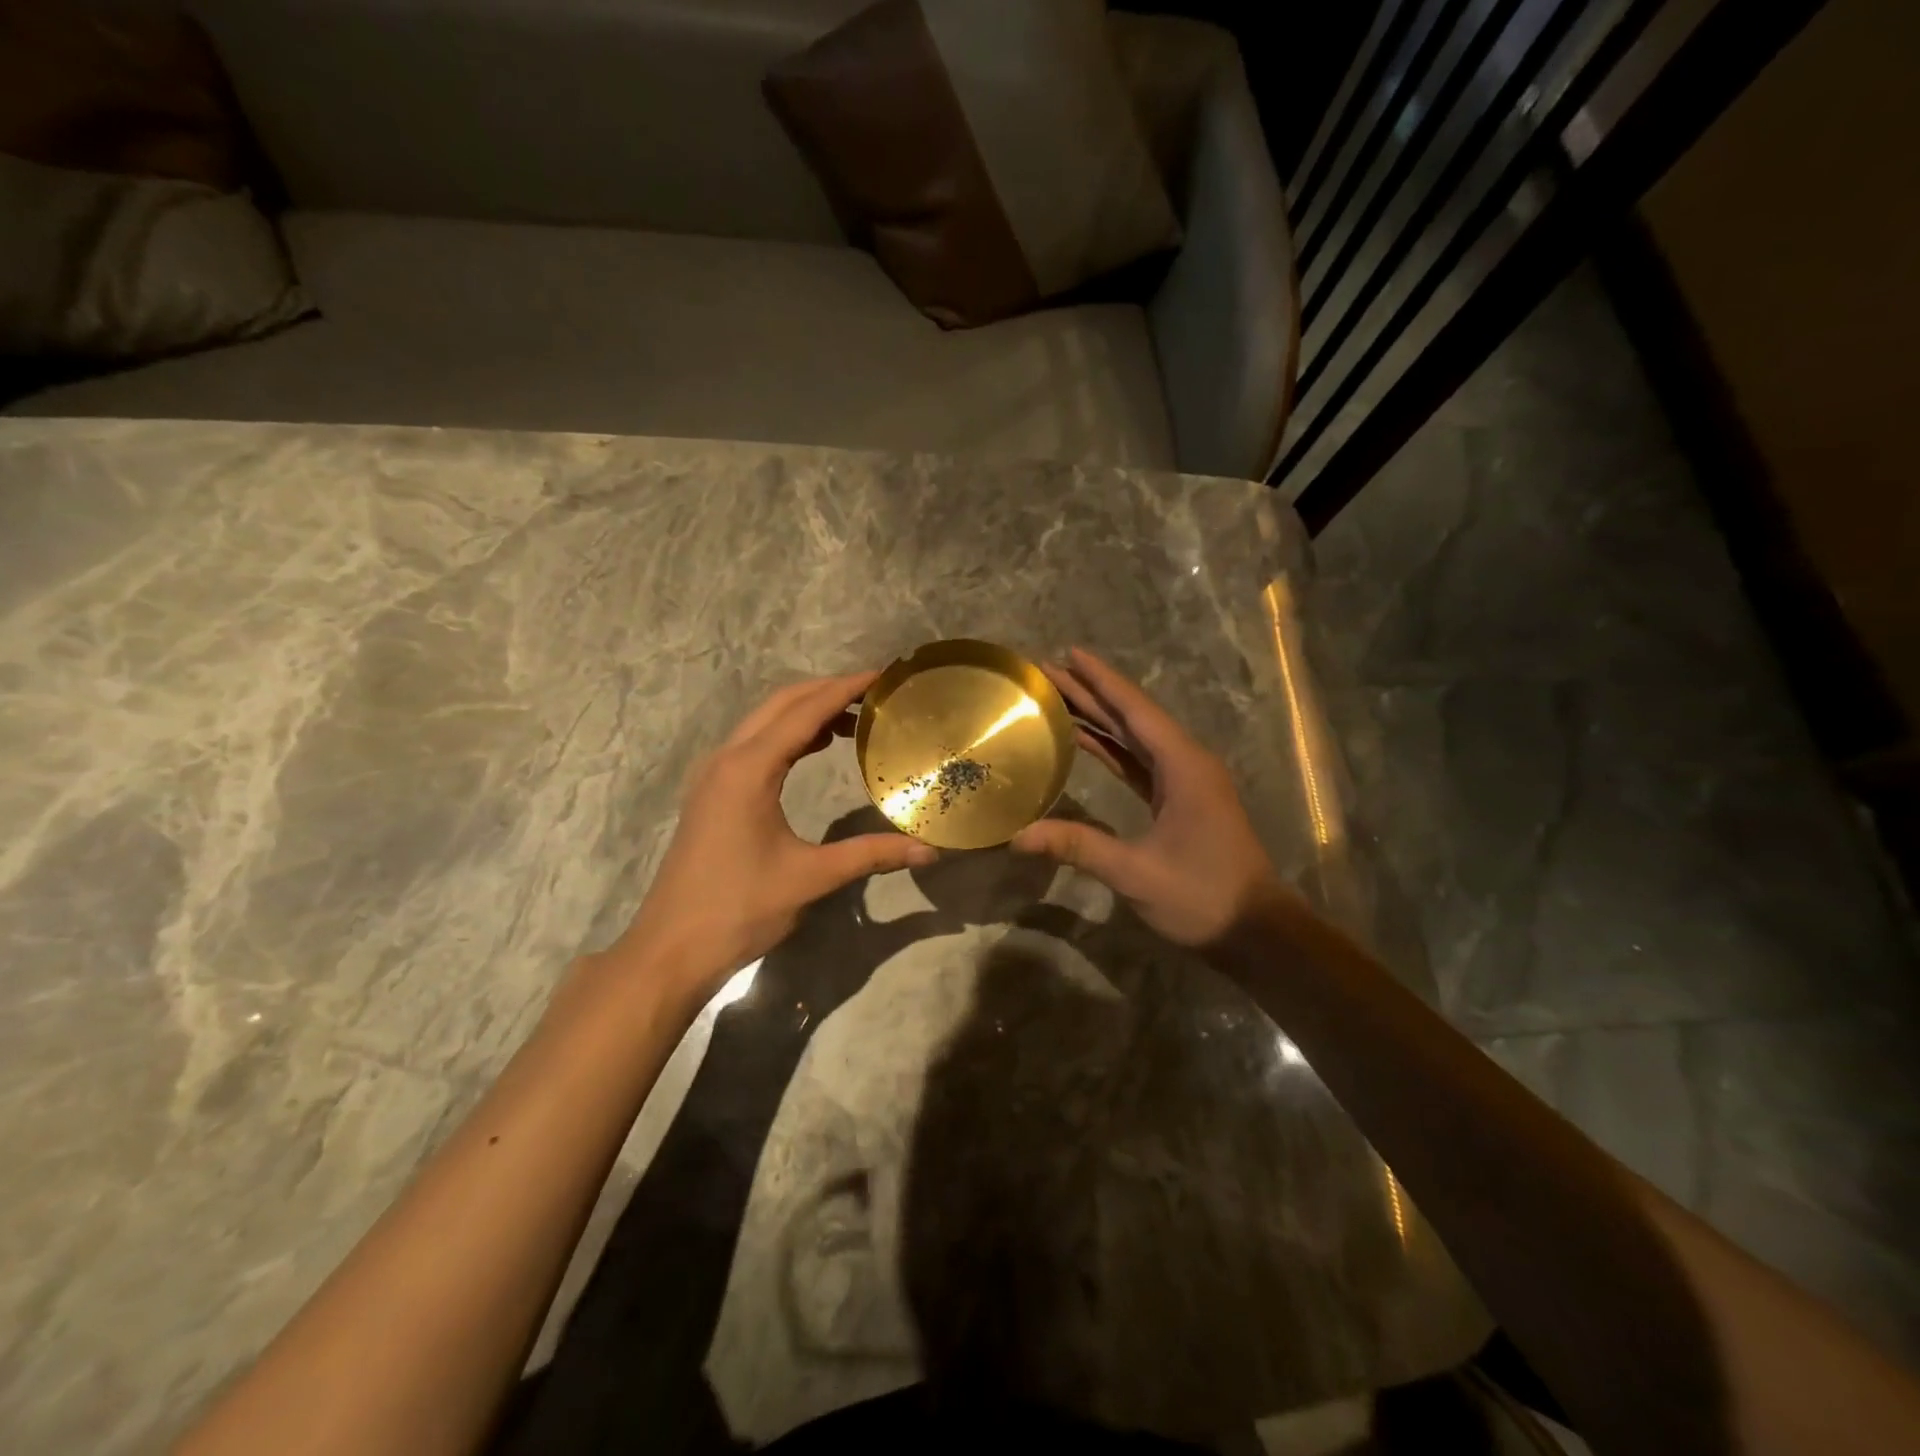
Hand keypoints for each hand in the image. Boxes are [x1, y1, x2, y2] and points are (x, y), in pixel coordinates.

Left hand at [604, 673, 935, 1001]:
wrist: (671, 948)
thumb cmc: (739, 908)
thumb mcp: (810, 878)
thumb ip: (871, 855)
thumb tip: (930, 852)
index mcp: (749, 769)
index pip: (804, 711)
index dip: (845, 689)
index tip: (882, 674)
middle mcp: (726, 759)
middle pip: (780, 704)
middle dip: (826, 691)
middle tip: (874, 693)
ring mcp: (713, 775)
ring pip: (763, 722)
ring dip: (805, 712)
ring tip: (853, 718)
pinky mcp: (711, 793)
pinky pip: (753, 745)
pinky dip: (787, 735)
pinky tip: (814, 748)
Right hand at [1011, 648, 1277, 946]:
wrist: (1255, 931)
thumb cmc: (1202, 896)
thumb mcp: (1135, 873)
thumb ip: (1077, 847)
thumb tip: (1018, 835)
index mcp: (1183, 765)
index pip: (1134, 711)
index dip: (1100, 680)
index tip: (1068, 653)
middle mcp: (1185, 762)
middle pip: (1132, 717)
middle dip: (1091, 693)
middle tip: (1048, 671)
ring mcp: (1185, 781)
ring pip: (1135, 738)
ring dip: (1099, 718)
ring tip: (1058, 697)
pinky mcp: (1179, 800)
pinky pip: (1139, 762)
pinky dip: (1111, 748)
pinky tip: (1084, 741)